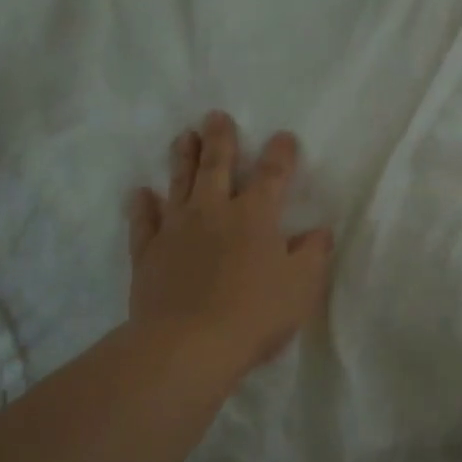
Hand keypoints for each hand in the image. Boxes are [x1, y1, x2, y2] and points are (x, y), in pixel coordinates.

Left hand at [126, 112, 333, 382]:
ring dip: (183, 158)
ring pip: (180, 183)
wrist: (188, 345)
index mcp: (255, 216)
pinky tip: (141, 193)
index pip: (272, 174)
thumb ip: (313, 255)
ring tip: (185, 137)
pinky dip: (142, 205)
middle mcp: (214, 211)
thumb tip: (320, 231)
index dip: (280, 153)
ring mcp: (177, 229)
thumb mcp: (301, 287)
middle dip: (220, 139)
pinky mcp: (149, 252)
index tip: (284, 136)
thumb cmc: (254, 314)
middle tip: (215, 116)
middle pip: (217, 165)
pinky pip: (144, 221)